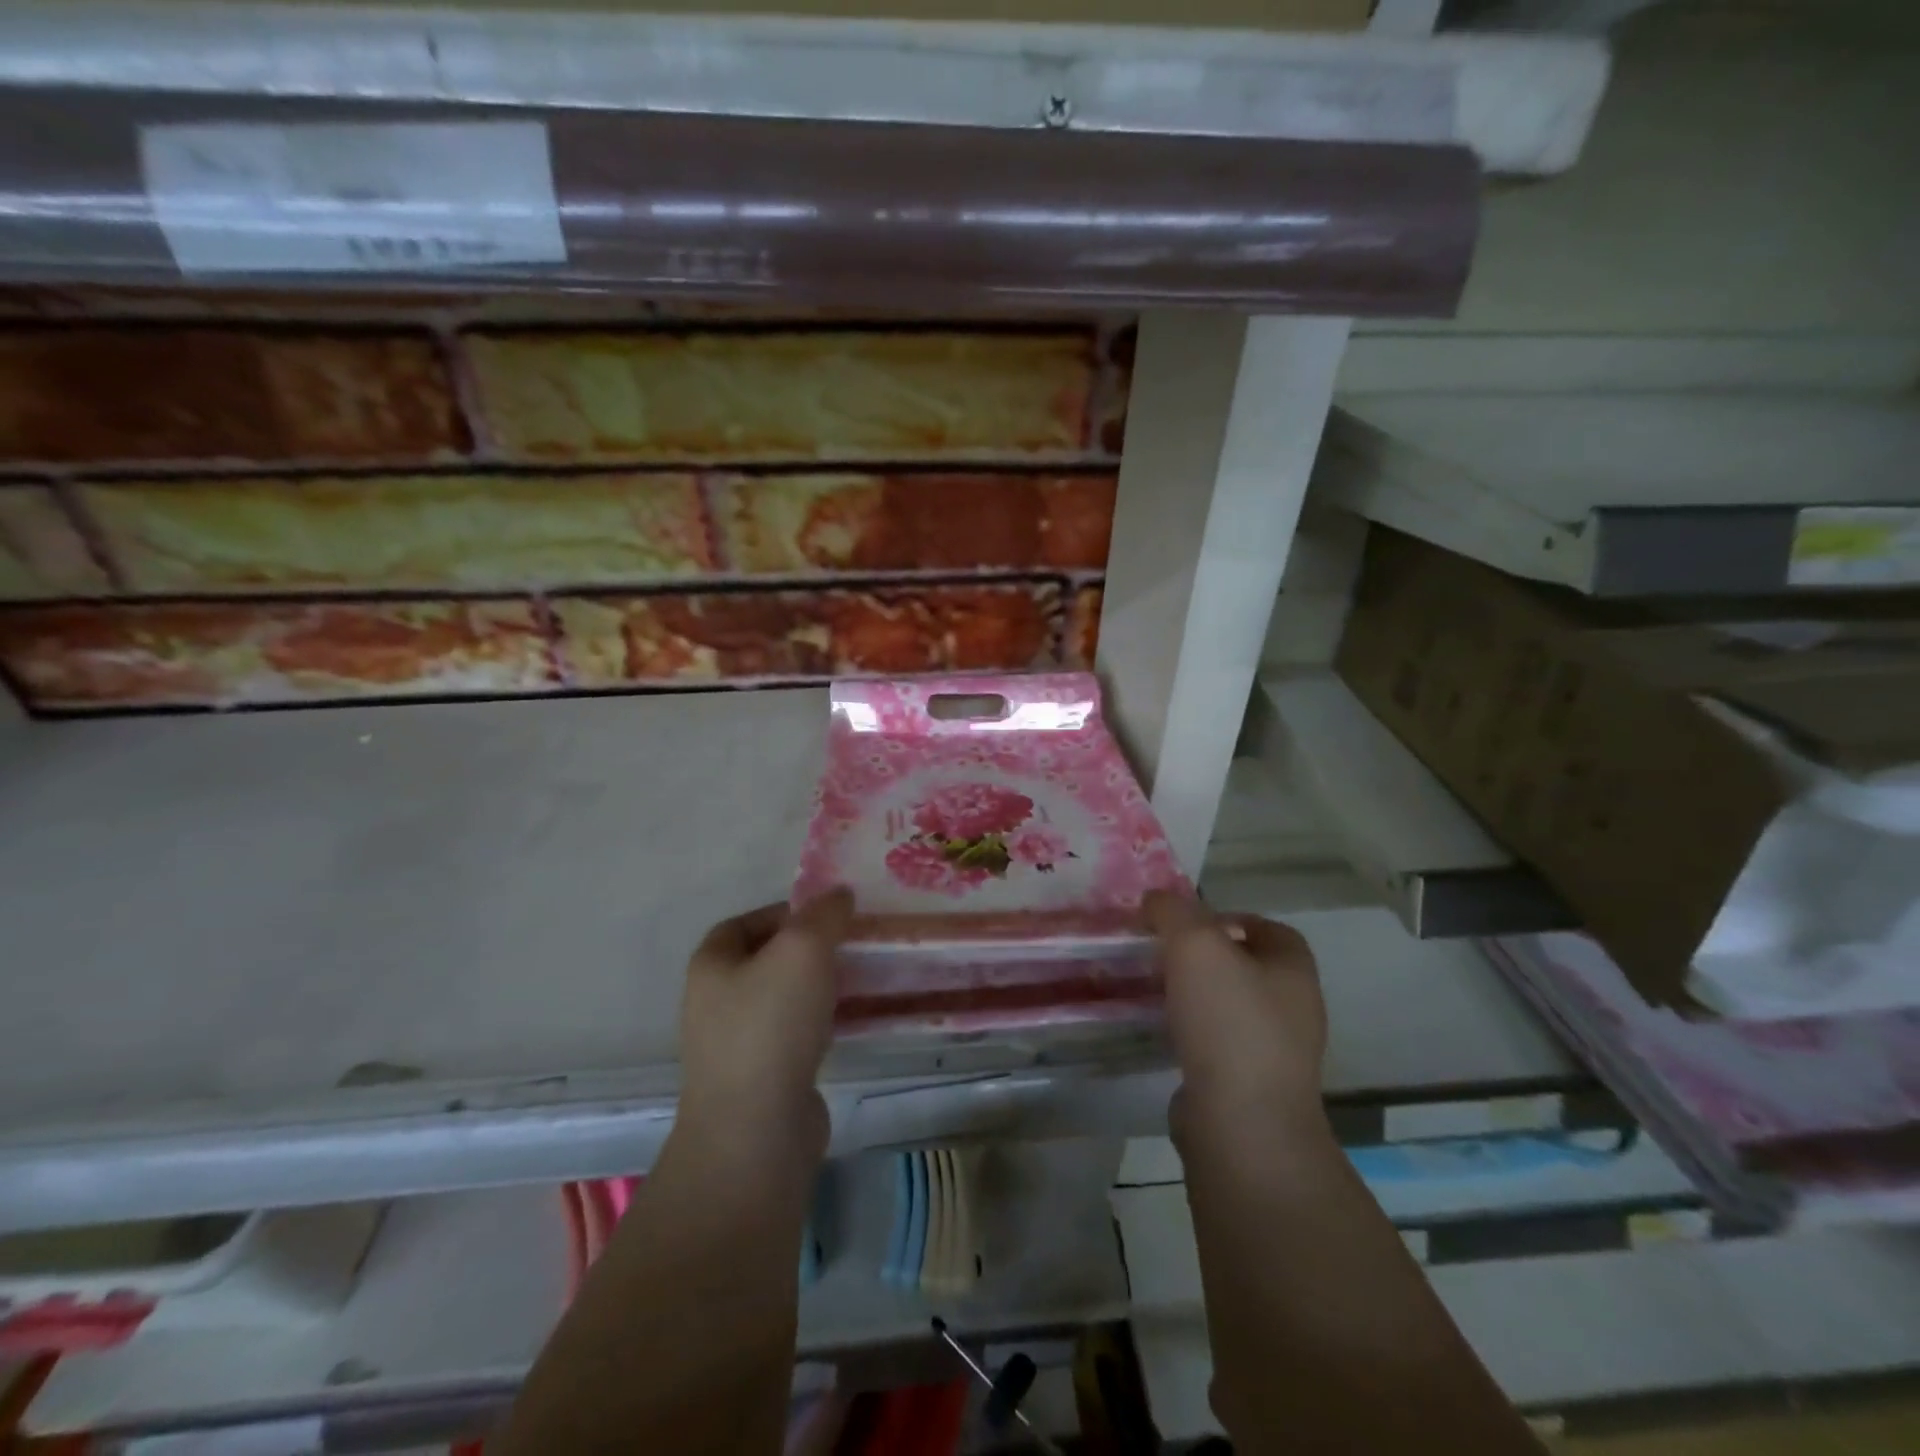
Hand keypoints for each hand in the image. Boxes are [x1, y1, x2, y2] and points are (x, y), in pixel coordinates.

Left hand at [676, 889, 853, 1152]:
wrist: (756, 1132)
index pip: (746, 922)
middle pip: (768, 959)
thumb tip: (839, 895)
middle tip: (852, 945)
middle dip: (810, 950)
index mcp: (712, 964)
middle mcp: (716, 1001)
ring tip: (860, 979)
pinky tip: (851, 1023)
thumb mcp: (803, 950)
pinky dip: (822, 1023)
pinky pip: (796, 1035)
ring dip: (819, 987)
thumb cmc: (771, 1025)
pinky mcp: (763, 1079)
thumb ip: (824, 915)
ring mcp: (737, 1045)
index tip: (830, 915)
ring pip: (785, 999)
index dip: (787, 912)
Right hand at [1144, 892, 1328, 1142]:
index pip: (1271, 929)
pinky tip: (1164, 1032)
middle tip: (1164, 953)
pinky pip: (1218, 1045)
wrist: (1241, 1124)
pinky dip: (1192, 1033)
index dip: (1231, 918)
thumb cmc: (1228, 1021)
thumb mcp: (1195, 945)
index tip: (1187, 923)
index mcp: (1294, 970)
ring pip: (1231, 1007)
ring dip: (1196, 996)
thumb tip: (1157, 899)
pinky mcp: (1250, 1087)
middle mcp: (1294, 1009)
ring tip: (1156, 989)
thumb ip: (1174, 911)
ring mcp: (1275, 1053)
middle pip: (1248, 967)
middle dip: (1206, 957)